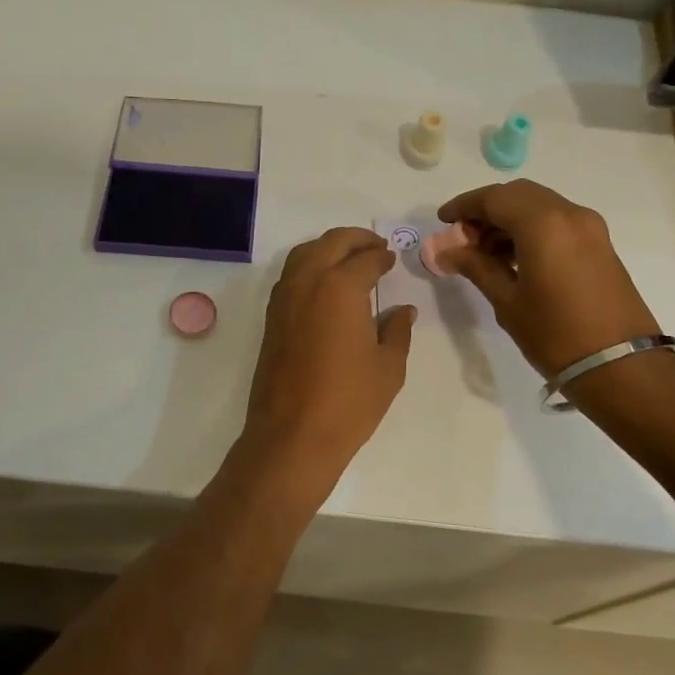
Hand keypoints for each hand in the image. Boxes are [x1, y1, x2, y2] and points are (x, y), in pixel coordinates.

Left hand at [240, 227, 415, 479]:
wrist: (293, 435)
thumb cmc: (349, 402)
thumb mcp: (388, 367)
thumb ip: (397, 331)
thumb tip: (403, 310)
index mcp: (340, 287)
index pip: (365, 259)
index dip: (382, 257)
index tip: (392, 258)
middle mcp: (308, 282)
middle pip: (331, 243)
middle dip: (355, 240)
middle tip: (375, 246)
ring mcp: (284, 298)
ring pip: (304, 254)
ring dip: (328, 248)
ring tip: (350, 259)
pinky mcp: (271, 318)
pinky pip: (291, 275)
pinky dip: (309, 266)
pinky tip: (325, 284)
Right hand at [436, 180, 658, 378]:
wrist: (622, 367)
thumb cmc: (556, 335)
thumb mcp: (508, 301)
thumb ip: (475, 267)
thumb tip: (444, 250)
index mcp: (543, 224)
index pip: (494, 198)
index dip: (464, 206)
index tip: (442, 220)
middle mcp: (569, 214)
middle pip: (518, 195)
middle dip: (487, 210)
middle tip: (463, 237)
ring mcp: (590, 228)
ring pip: (539, 206)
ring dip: (509, 220)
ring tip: (484, 253)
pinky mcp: (600, 244)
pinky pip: (558, 222)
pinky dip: (531, 229)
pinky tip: (514, 258)